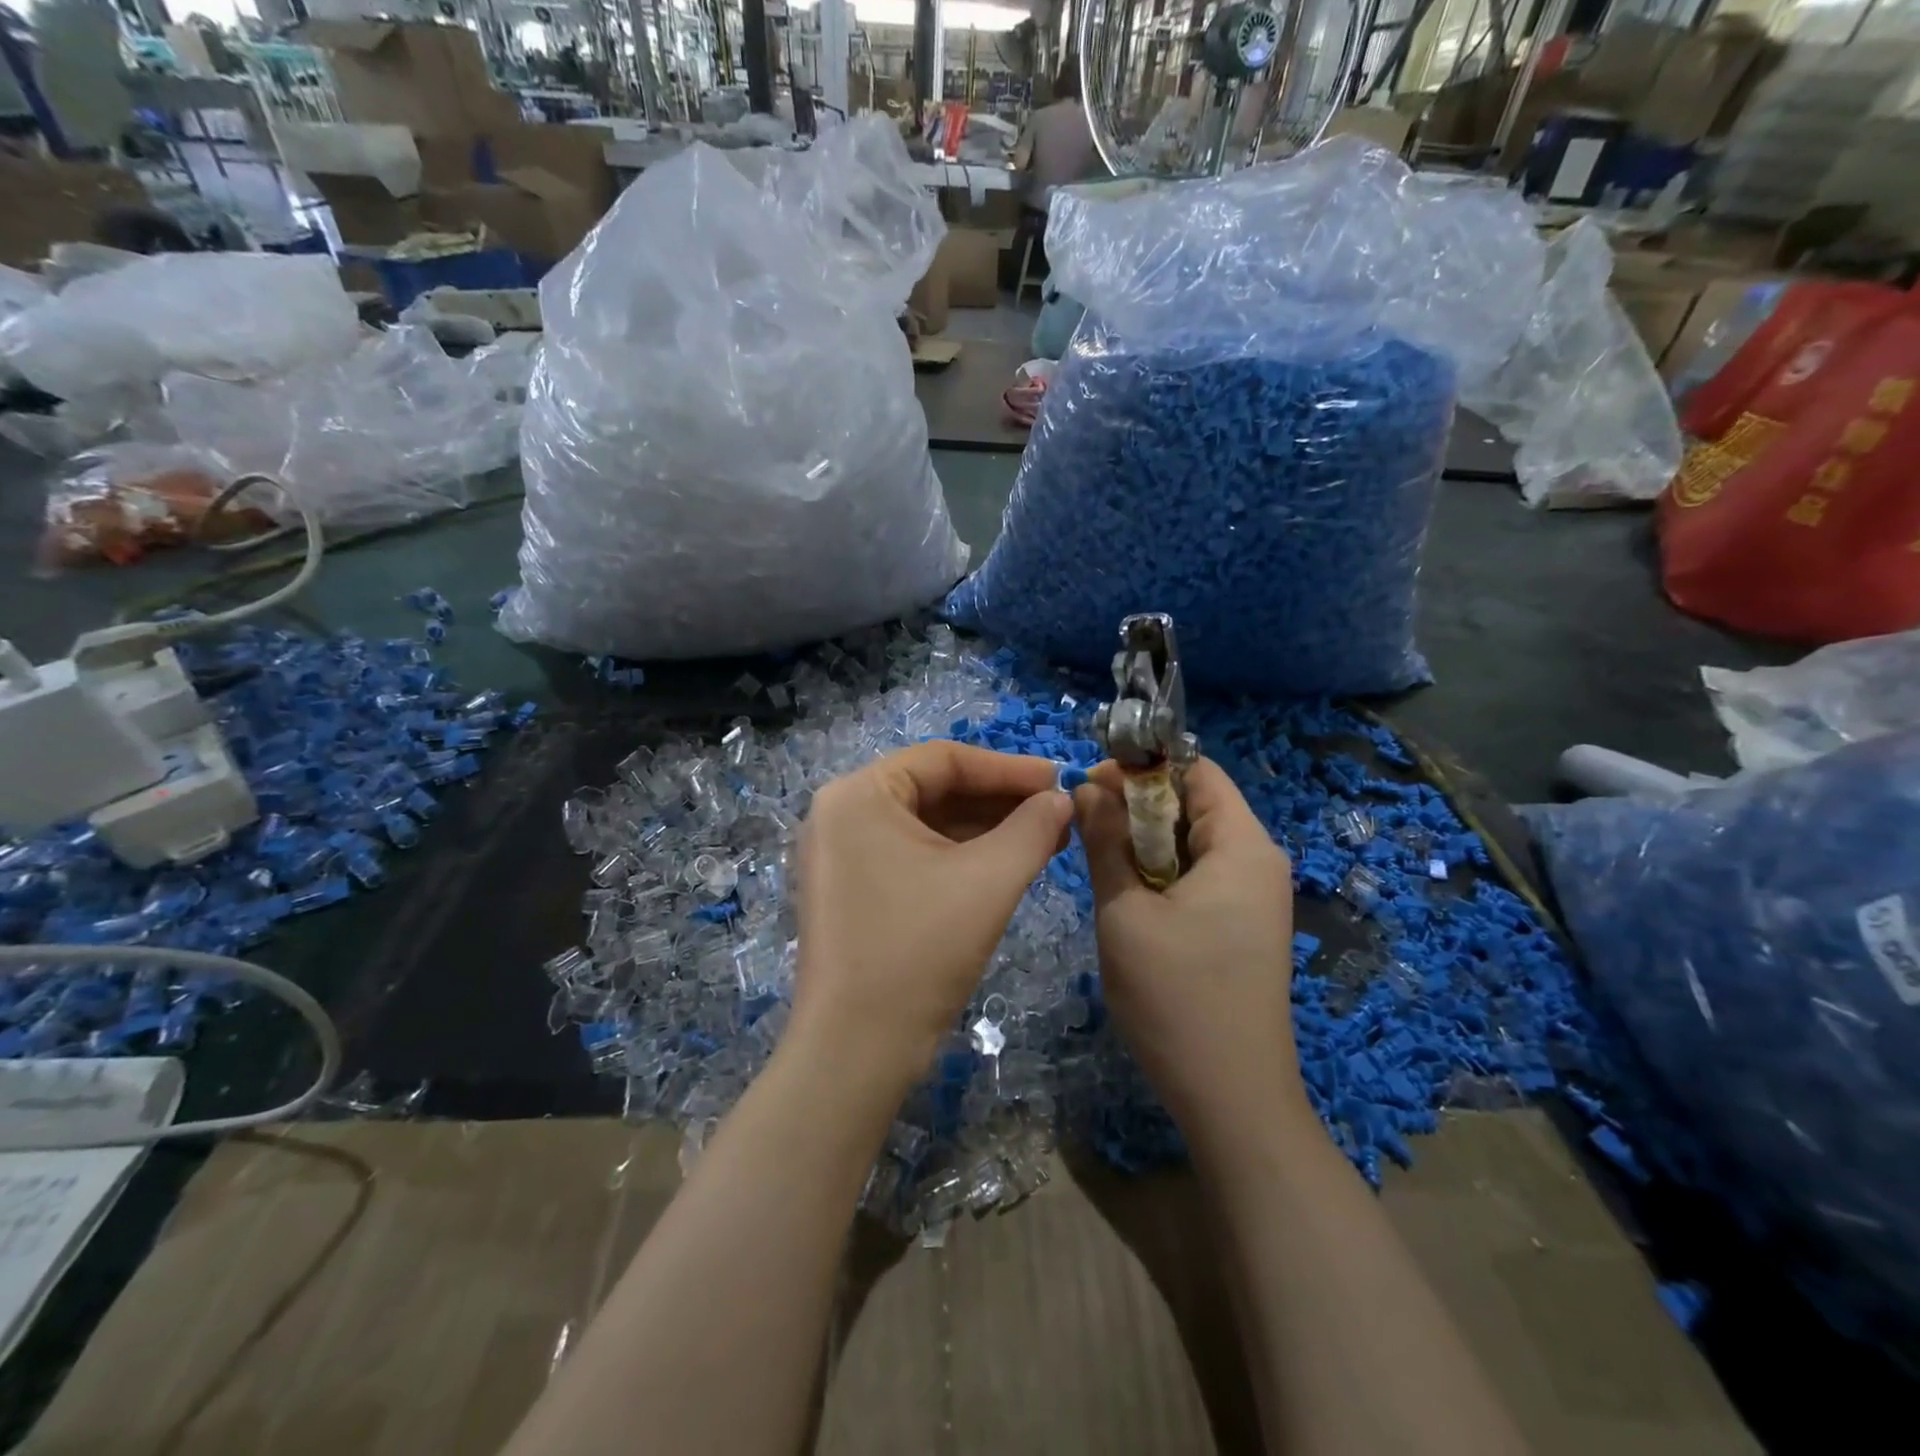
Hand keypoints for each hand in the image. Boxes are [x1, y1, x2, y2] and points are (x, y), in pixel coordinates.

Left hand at [793, 743, 1073, 1087]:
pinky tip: (1007, 862)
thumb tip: (1062, 798)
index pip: (944, 759)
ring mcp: (841, 854)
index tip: (1059, 778)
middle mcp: (840, 813)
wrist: (856, 1051)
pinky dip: (959, 856)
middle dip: (999, 800)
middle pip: (933, 789)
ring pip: (926, 824)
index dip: (1008, 767)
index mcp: (859, 794)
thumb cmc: (919, 950)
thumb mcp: (988, 880)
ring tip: (1045, 836)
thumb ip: (1033, 828)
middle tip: (1057, 811)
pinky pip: (912, 854)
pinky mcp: (851, 889)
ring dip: (984, 828)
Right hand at [1073, 758, 1303, 1122]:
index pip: (1196, 770)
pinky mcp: (1244, 926)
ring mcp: (1256, 897)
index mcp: (1243, 846)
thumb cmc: (1175, 998)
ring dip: (1144, 844)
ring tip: (1101, 865)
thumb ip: (1105, 841)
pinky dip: (1161, 874)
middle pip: (1194, 804)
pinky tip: (1130, 899)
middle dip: (1137, 807)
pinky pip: (1200, 876)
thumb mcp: (1125, 911)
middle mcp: (1259, 861)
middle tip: (1085, 830)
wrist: (1232, 1098)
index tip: (1089, 787)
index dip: (1141, 768)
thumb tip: (1086, 787)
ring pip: (1192, 842)